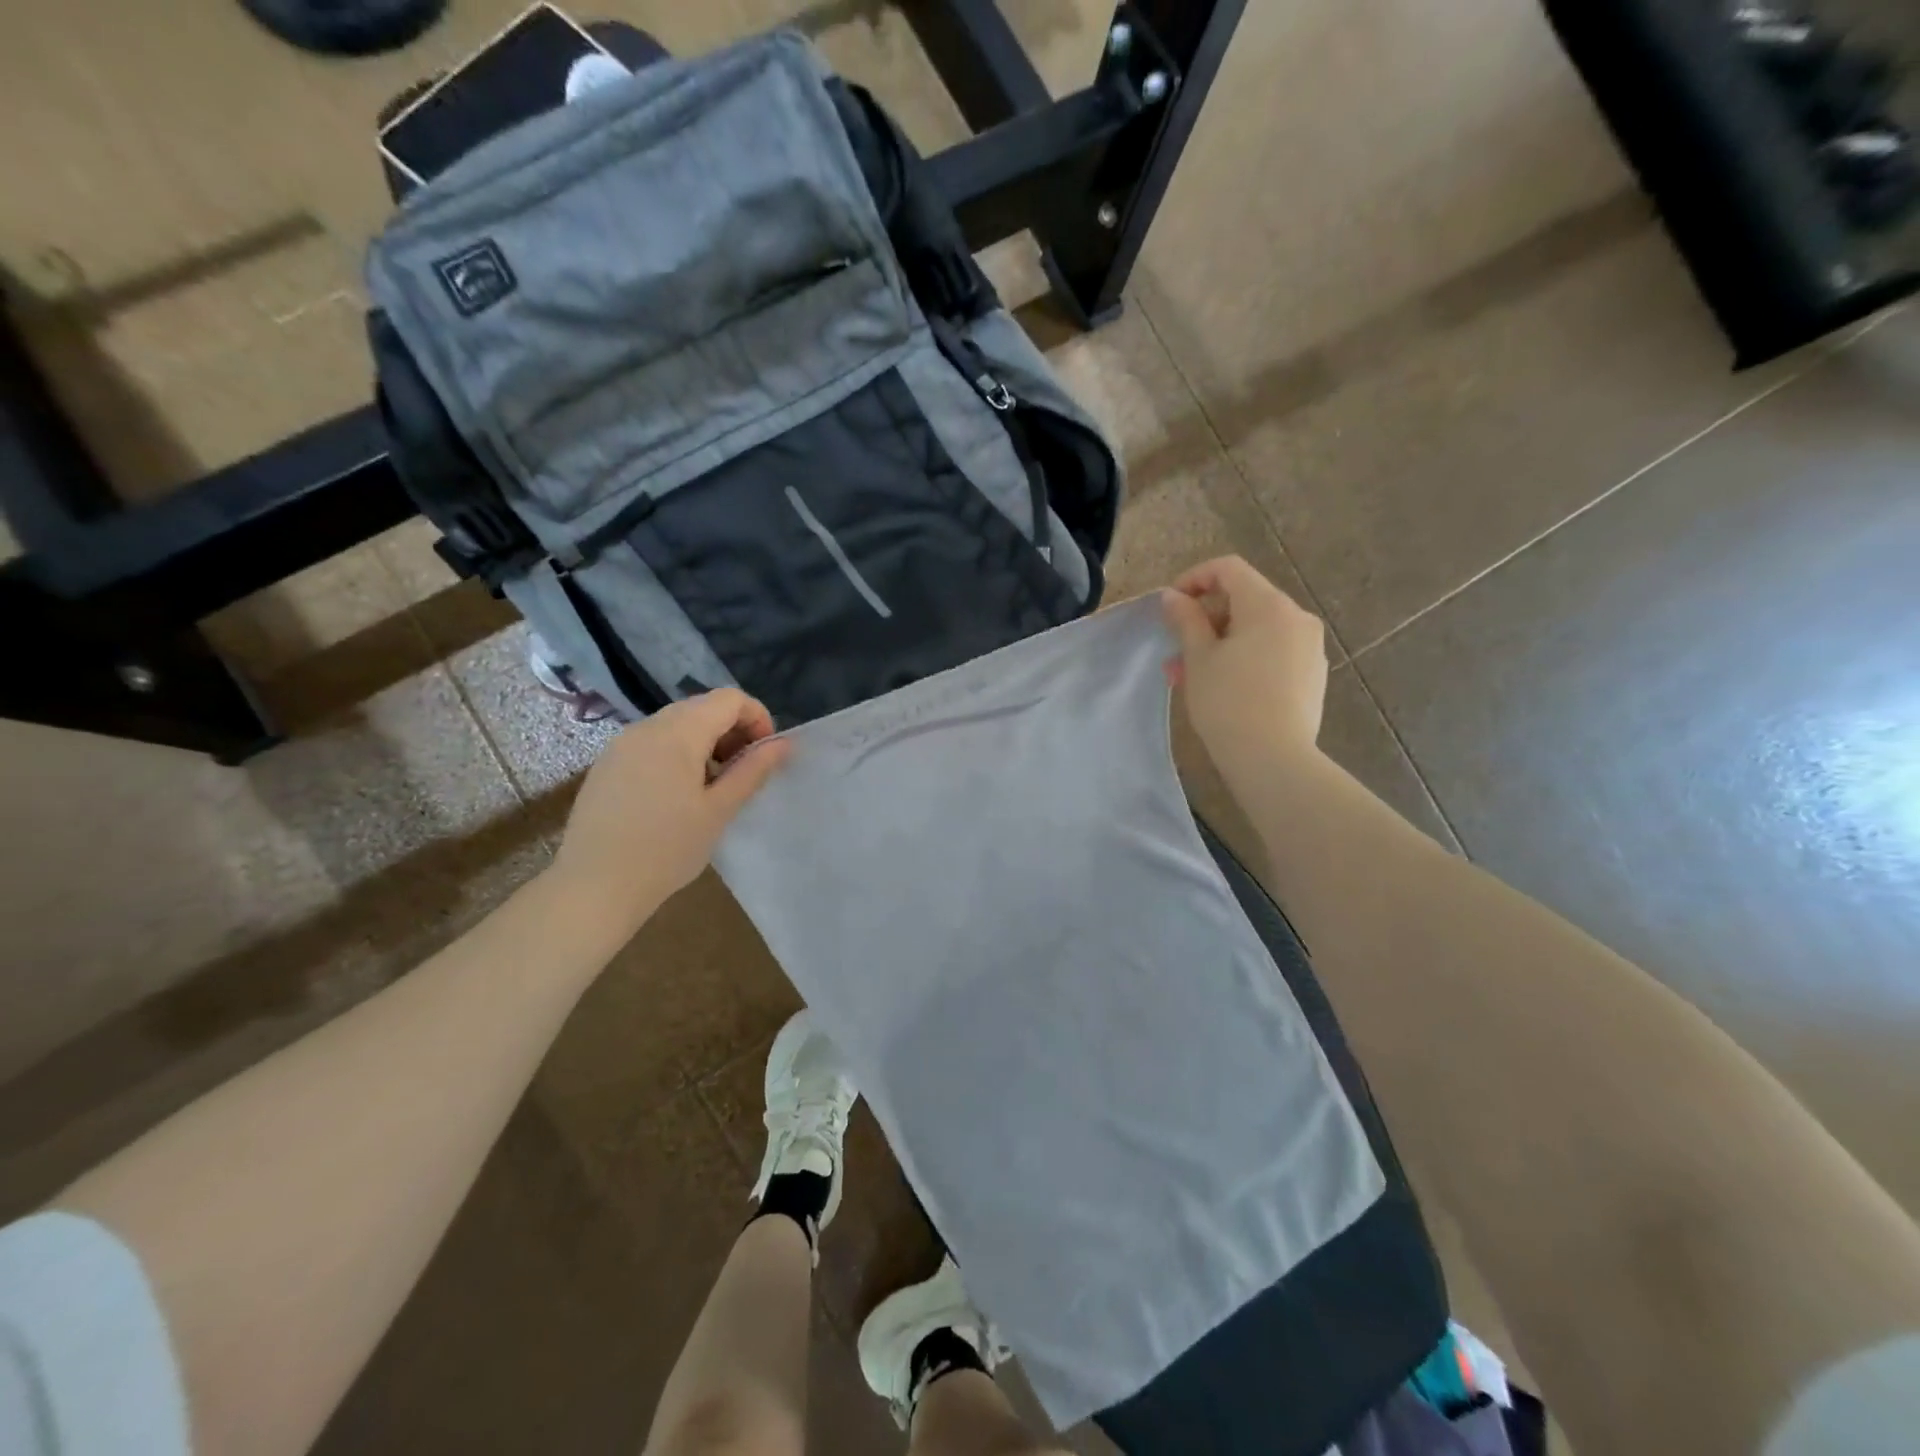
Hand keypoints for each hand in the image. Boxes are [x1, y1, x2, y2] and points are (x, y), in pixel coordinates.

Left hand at [547, 689, 790, 939]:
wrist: (594, 886)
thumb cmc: (666, 849)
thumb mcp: (719, 810)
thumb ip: (753, 770)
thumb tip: (785, 744)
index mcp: (678, 733)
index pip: (730, 699)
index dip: (758, 719)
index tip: (764, 757)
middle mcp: (647, 726)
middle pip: (703, 707)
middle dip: (733, 732)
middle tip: (742, 774)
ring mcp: (622, 743)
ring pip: (677, 724)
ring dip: (706, 743)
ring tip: (712, 788)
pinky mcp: (608, 763)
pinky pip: (653, 742)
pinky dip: (678, 754)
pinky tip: (677, 796)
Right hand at [1160, 556, 1328, 788]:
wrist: (1273, 758)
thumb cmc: (1228, 702)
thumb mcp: (1198, 658)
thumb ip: (1186, 619)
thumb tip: (1174, 596)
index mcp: (1269, 605)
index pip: (1228, 569)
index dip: (1194, 578)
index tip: (1171, 606)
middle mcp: (1297, 617)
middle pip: (1245, 599)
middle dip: (1205, 619)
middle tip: (1175, 649)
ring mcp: (1310, 646)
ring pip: (1257, 629)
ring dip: (1221, 641)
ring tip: (1192, 674)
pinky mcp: (1313, 674)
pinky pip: (1273, 651)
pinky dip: (1245, 657)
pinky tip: (1225, 687)